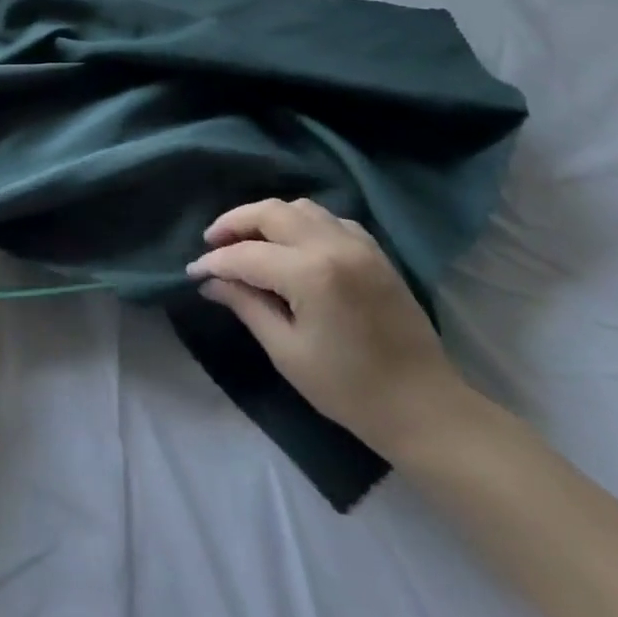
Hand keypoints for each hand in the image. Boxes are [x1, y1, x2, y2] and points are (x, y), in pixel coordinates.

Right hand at [188, 198, 468, 457]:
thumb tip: (211, 281)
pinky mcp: (374, 250)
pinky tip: (292, 245)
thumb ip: (246, 306)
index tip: (193, 271)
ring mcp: (358, 243)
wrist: (424, 408)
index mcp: (310, 274)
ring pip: (299, 207)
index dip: (214, 262)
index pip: (246, 255)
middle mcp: (333, 245)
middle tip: (212, 243)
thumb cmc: (349, 390)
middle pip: (269, 212)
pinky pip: (328, 218)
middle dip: (234, 223)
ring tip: (248, 241)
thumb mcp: (287, 351)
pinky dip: (301, 222)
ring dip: (266, 218)